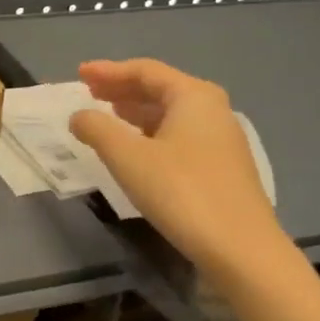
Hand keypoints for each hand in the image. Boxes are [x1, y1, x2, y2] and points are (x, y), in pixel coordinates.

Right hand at [69, 58, 288, 280]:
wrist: (240, 249)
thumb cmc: (181, 192)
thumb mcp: (128, 157)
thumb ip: (97, 129)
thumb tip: (79, 116)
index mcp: (193, 97)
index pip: (145, 71)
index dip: (109, 71)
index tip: (79, 74)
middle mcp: (212, 110)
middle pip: (160, 89)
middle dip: (122, 88)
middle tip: (90, 92)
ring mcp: (221, 140)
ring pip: (171, 114)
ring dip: (136, 111)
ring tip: (107, 115)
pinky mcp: (221, 167)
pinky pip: (179, 135)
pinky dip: (151, 133)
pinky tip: (136, 148)